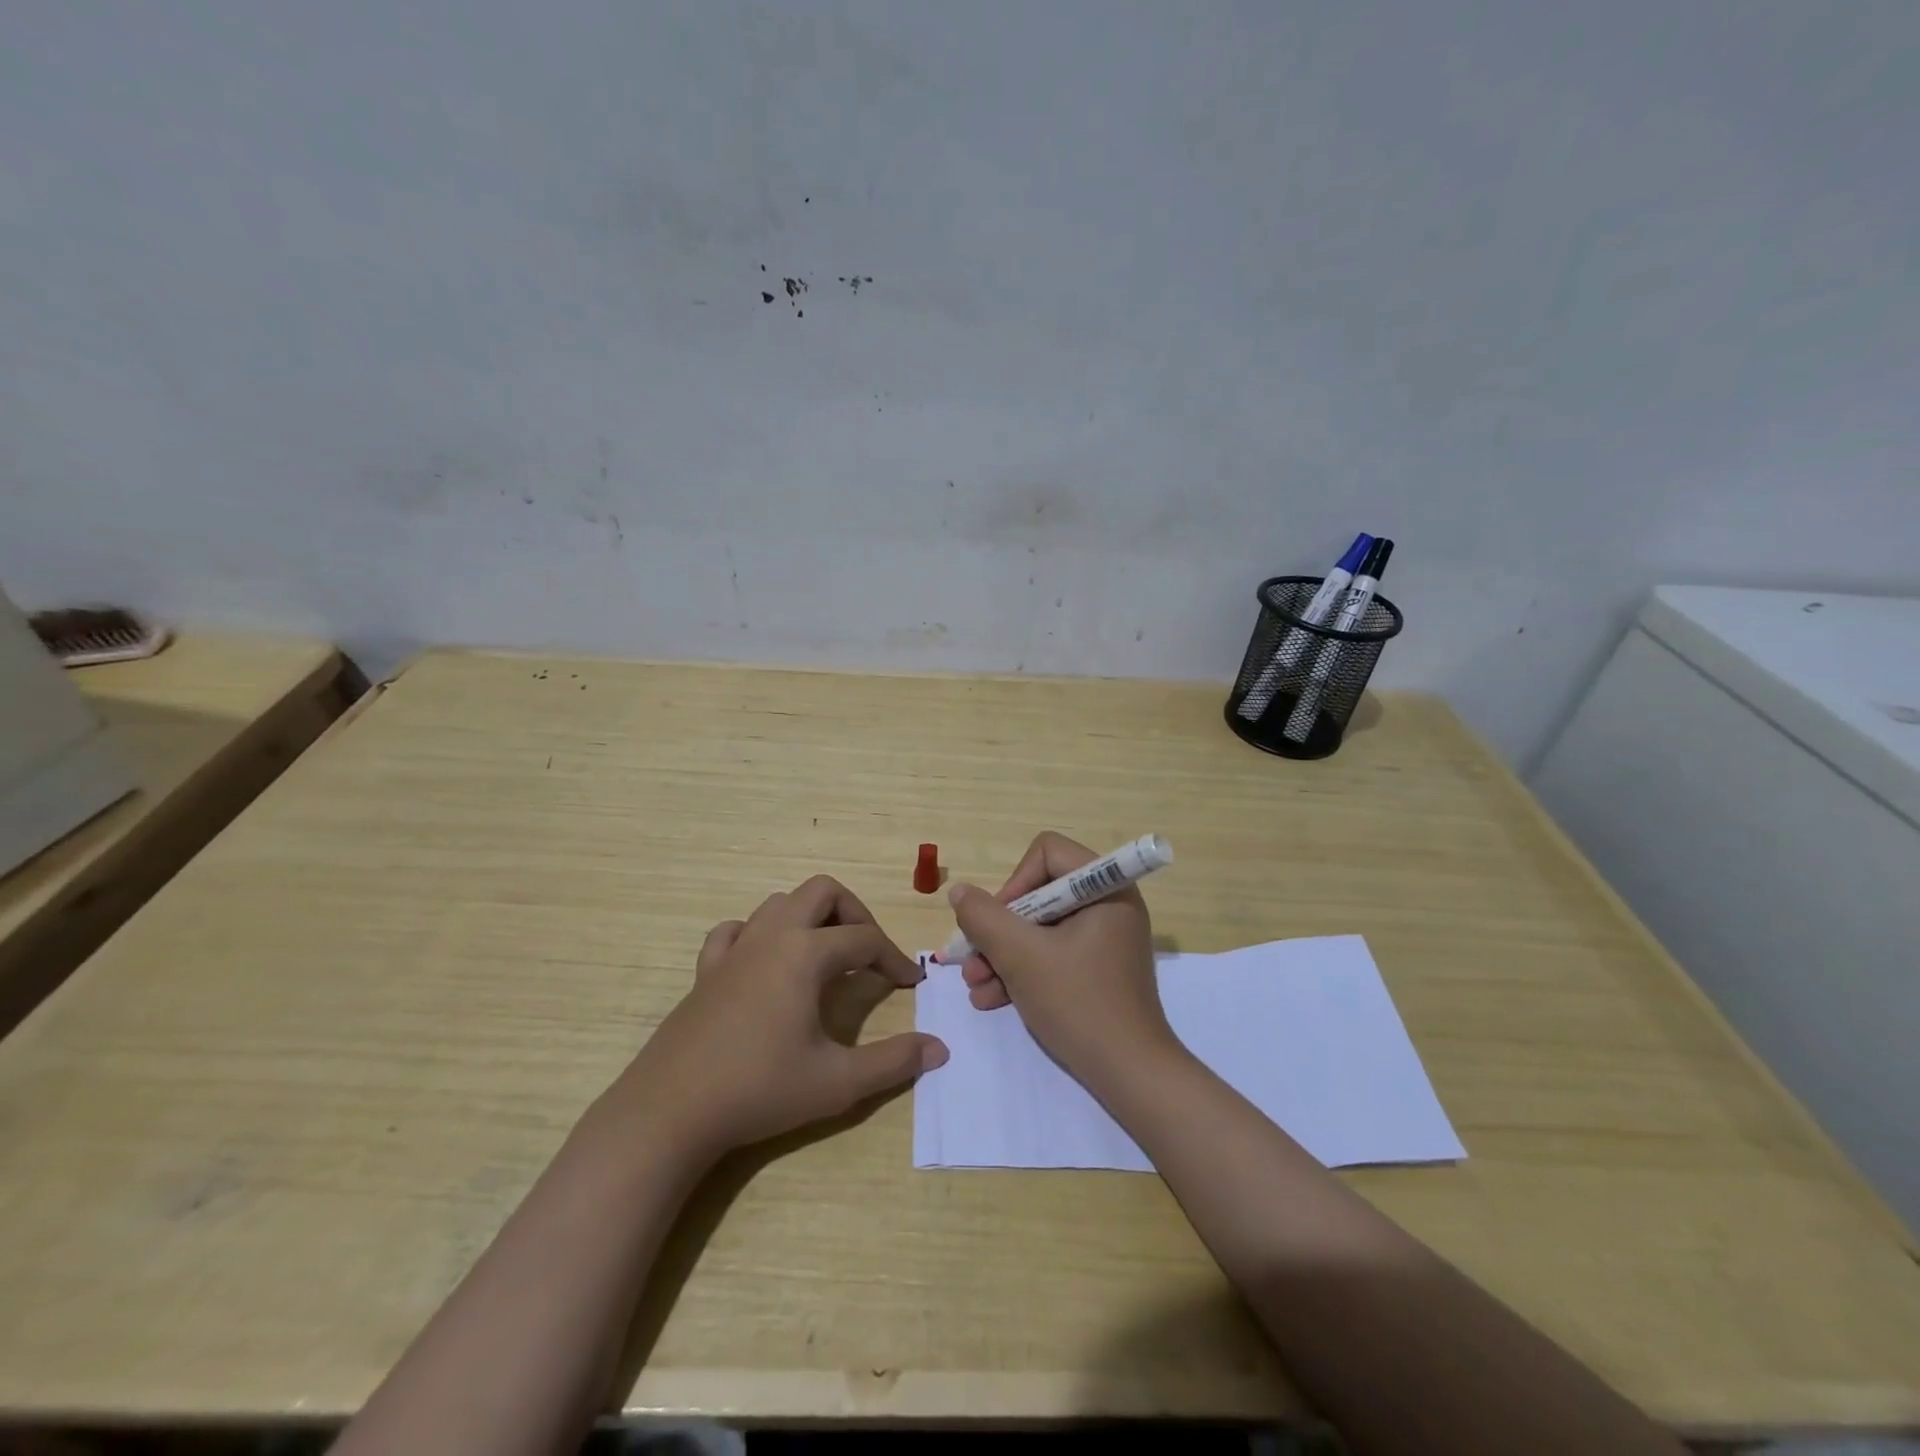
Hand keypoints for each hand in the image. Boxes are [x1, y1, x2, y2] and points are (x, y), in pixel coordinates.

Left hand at [625, 875, 947, 1159]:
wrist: (670, 1111)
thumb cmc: (759, 1090)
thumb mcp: (837, 1082)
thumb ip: (893, 1062)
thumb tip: (939, 1049)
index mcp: (805, 953)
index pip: (865, 940)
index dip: (895, 958)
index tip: (913, 983)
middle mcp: (772, 936)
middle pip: (823, 892)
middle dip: (855, 914)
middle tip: (870, 953)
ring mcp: (735, 949)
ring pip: (780, 903)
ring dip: (811, 918)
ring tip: (826, 956)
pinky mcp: (706, 970)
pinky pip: (736, 930)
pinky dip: (759, 934)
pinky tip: (765, 963)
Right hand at [947, 831, 1181, 1090]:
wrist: (1130, 1076)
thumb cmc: (1079, 1004)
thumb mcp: (1022, 957)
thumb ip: (984, 918)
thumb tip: (960, 892)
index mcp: (1105, 887)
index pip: (1047, 853)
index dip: (1014, 882)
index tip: (997, 922)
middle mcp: (1108, 904)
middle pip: (1038, 893)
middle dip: (999, 930)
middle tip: (971, 960)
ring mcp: (1103, 939)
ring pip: (1040, 928)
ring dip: (1002, 954)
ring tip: (975, 987)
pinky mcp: (1097, 968)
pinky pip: (1052, 953)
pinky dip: (1022, 971)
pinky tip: (991, 999)